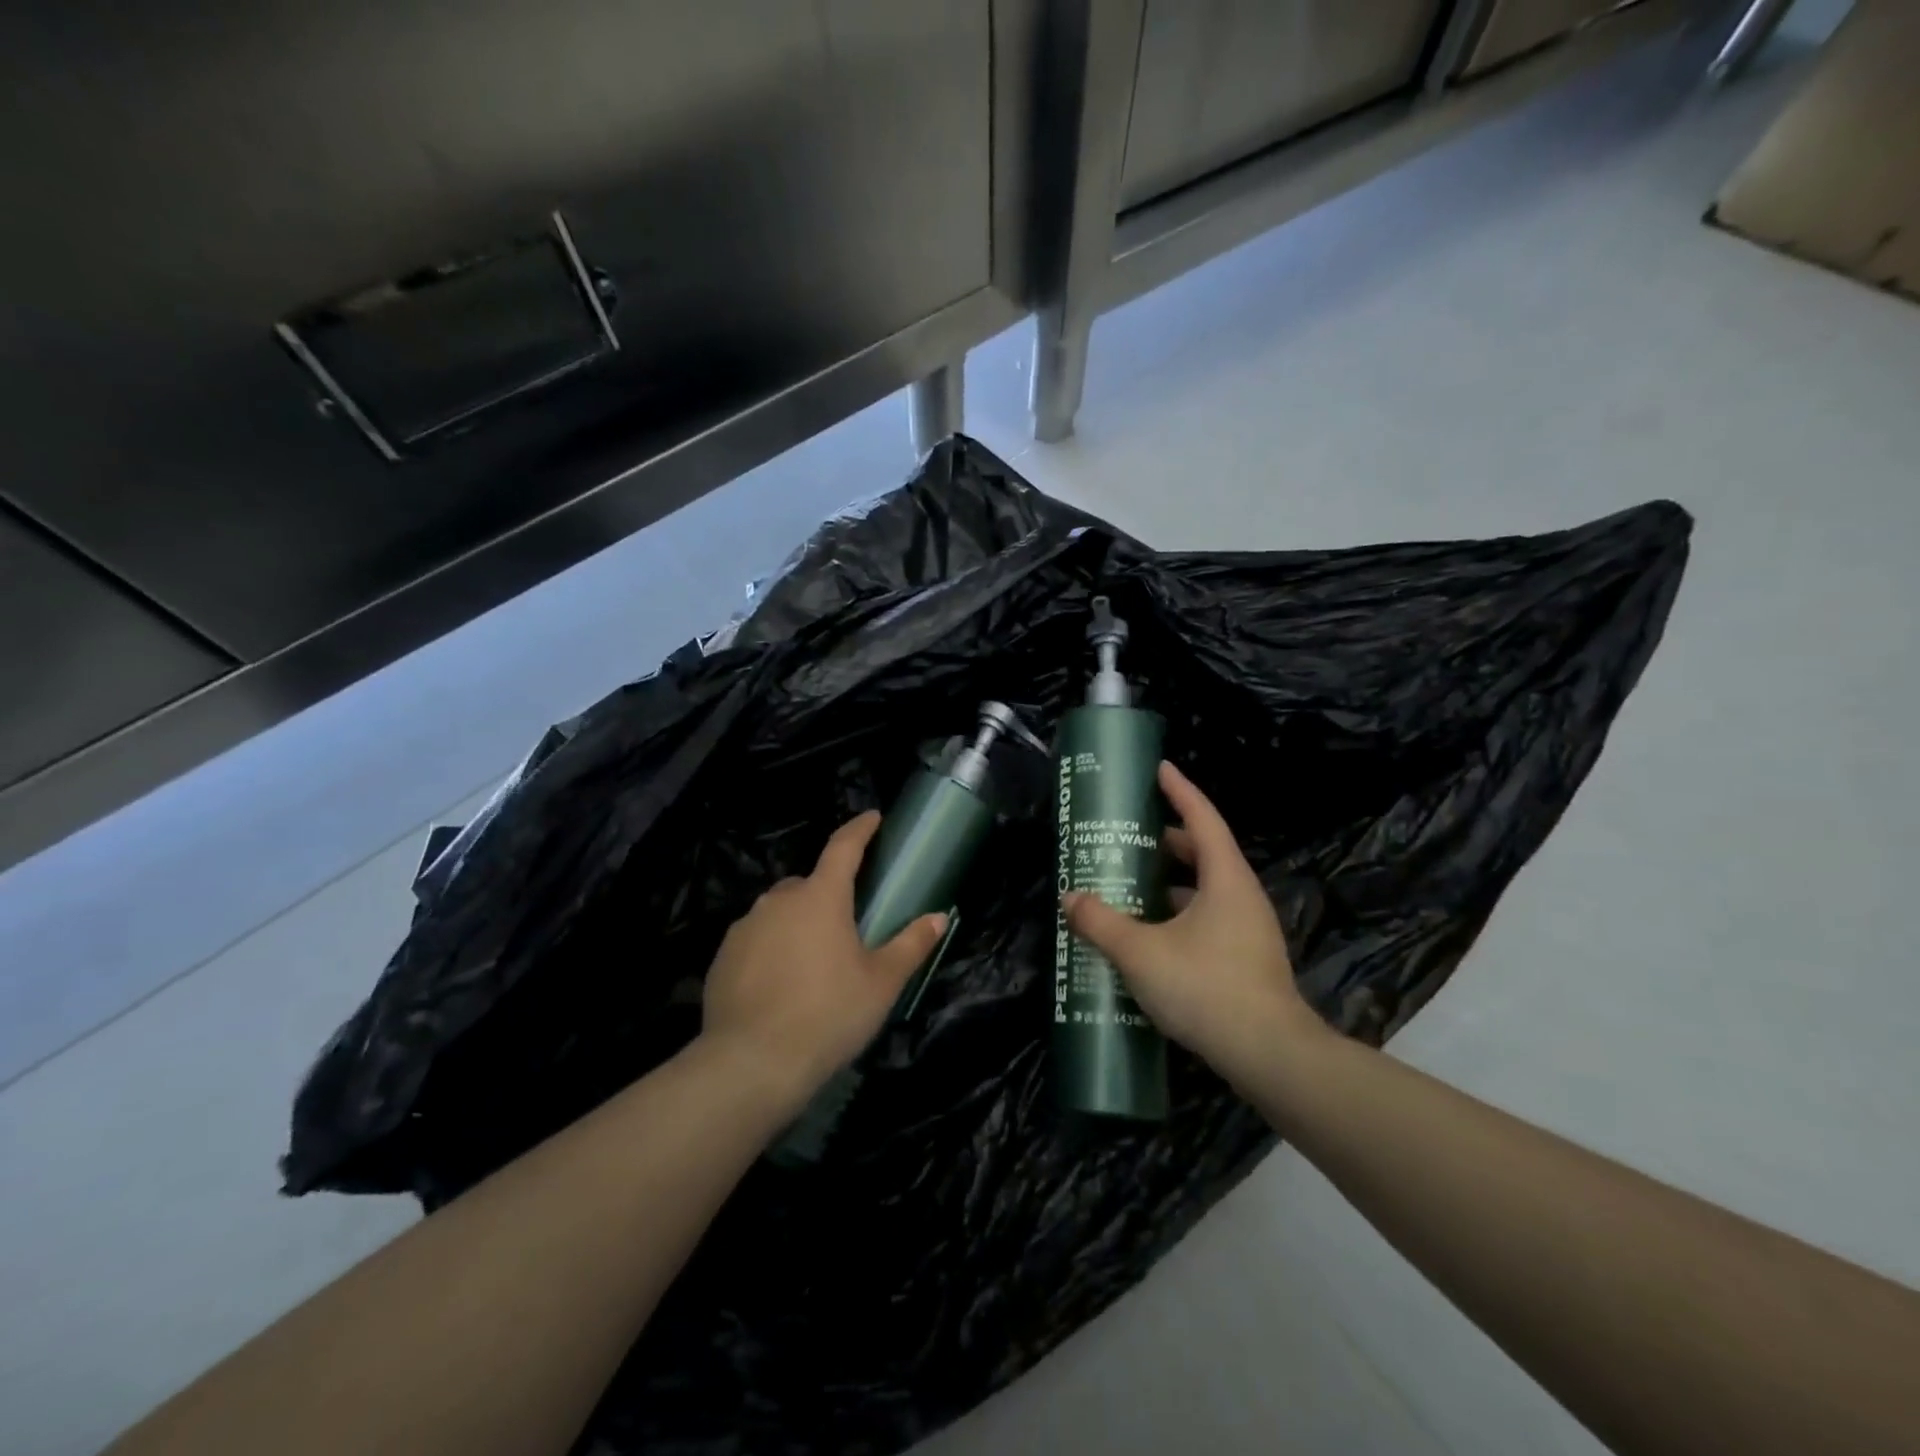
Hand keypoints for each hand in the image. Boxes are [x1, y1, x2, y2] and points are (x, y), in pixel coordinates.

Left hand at [701, 811, 946, 1112]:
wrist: (752, 1063)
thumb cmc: (829, 1014)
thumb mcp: (881, 983)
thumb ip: (911, 944)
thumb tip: (939, 917)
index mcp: (821, 897)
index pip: (843, 847)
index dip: (860, 829)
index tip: (873, 817)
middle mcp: (779, 900)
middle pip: (809, 883)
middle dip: (828, 893)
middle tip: (846, 926)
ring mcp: (746, 926)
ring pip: (780, 911)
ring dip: (798, 922)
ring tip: (812, 962)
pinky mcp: (723, 956)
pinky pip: (755, 938)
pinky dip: (771, 948)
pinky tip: (780, 984)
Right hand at [1062, 761, 1322, 1083]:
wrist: (1271, 1056)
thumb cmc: (1207, 988)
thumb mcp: (1141, 952)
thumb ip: (1102, 923)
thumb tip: (1070, 899)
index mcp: (1225, 880)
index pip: (1202, 819)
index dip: (1180, 791)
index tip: (1160, 768)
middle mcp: (1242, 897)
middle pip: (1205, 853)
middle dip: (1168, 840)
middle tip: (1131, 835)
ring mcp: (1249, 931)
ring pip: (1206, 891)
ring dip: (1171, 883)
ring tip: (1132, 884)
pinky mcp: (1246, 961)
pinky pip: (1208, 921)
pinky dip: (1178, 916)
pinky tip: (1150, 936)